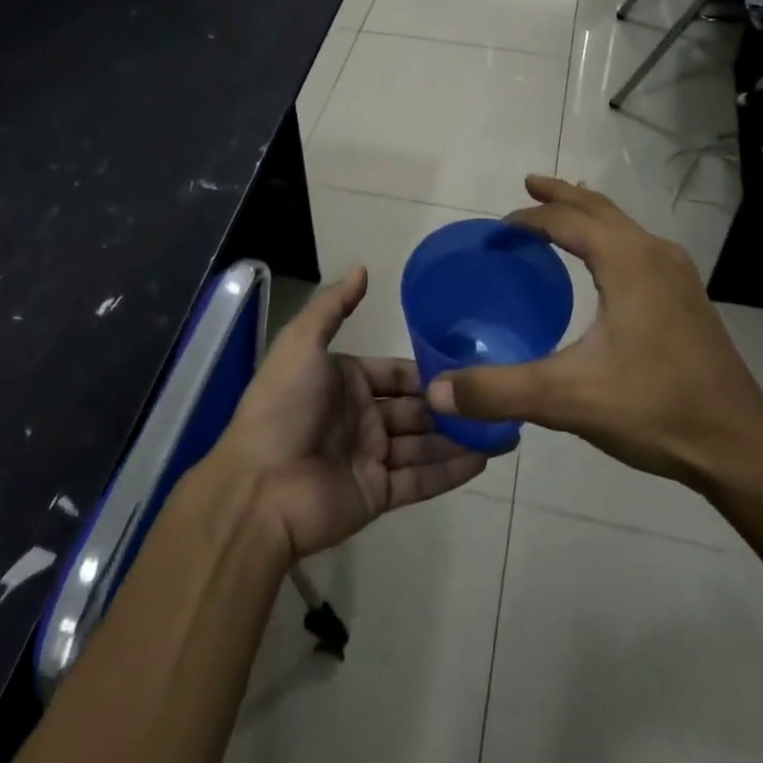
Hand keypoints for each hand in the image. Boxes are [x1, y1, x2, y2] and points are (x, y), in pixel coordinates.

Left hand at [216, 267, 486, 559]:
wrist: (258, 488)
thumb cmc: (282, 408)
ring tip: (505, 426)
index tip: (467, 363)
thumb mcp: (301, 344)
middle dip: (450, 404)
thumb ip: (332, 307)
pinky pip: (422, 479)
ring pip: (424, 443)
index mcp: (345, 382)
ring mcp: (371, 458)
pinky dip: (452, 470)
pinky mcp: (378, 494)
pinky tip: (486, 458)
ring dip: (459, 436)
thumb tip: (362, 268)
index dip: (426, 370)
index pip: (395, 373)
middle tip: (496, 396)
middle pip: (415, 408)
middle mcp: (361, 418)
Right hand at [427, 176, 762, 493]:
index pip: (566, 221)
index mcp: (626, 261)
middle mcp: (654, 254)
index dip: (528, 218)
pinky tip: (604, 265)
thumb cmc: (654, 409)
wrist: (739, 445)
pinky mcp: (688, 297)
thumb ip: (499, 390)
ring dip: (589, 213)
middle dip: (561, 195)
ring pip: (624, 224)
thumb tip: (437, 390)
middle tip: (528, 185)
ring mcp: (678, 274)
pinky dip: (611, 236)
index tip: (498, 228)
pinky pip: (639, 246)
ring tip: (562, 211)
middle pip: (599, 208)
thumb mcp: (567, 399)